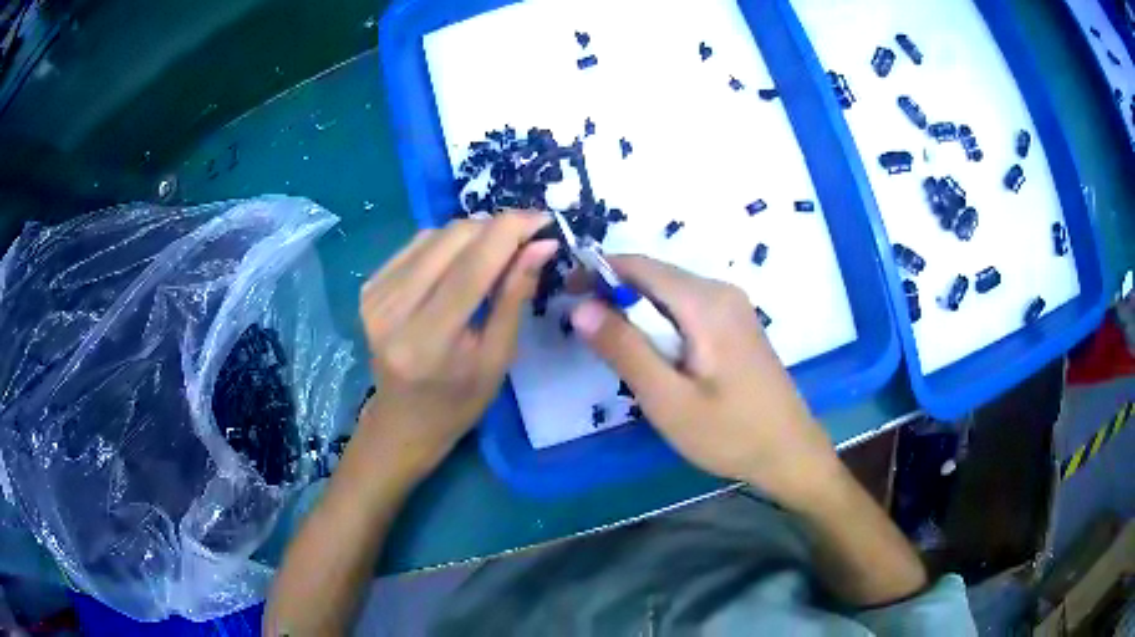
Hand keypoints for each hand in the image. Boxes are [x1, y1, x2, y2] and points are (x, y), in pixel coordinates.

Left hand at [357, 212, 557, 479]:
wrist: (403, 420)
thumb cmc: (458, 402)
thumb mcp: (498, 357)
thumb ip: (515, 296)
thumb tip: (542, 244)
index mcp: (428, 340)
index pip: (472, 265)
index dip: (511, 231)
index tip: (544, 220)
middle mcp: (393, 310)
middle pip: (452, 238)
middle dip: (496, 228)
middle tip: (527, 239)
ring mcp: (375, 295)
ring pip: (435, 234)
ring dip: (474, 233)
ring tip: (497, 253)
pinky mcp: (369, 286)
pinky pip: (417, 243)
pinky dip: (448, 243)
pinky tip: (462, 260)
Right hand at [570, 256, 840, 502]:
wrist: (789, 452)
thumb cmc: (730, 433)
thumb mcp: (668, 399)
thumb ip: (624, 349)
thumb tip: (581, 307)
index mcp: (705, 302)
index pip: (639, 265)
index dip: (598, 273)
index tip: (566, 296)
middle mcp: (721, 292)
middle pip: (655, 277)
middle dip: (614, 294)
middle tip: (585, 333)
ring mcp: (733, 307)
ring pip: (669, 293)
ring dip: (636, 311)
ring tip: (614, 350)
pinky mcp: (736, 325)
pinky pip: (687, 309)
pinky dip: (659, 323)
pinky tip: (654, 356)